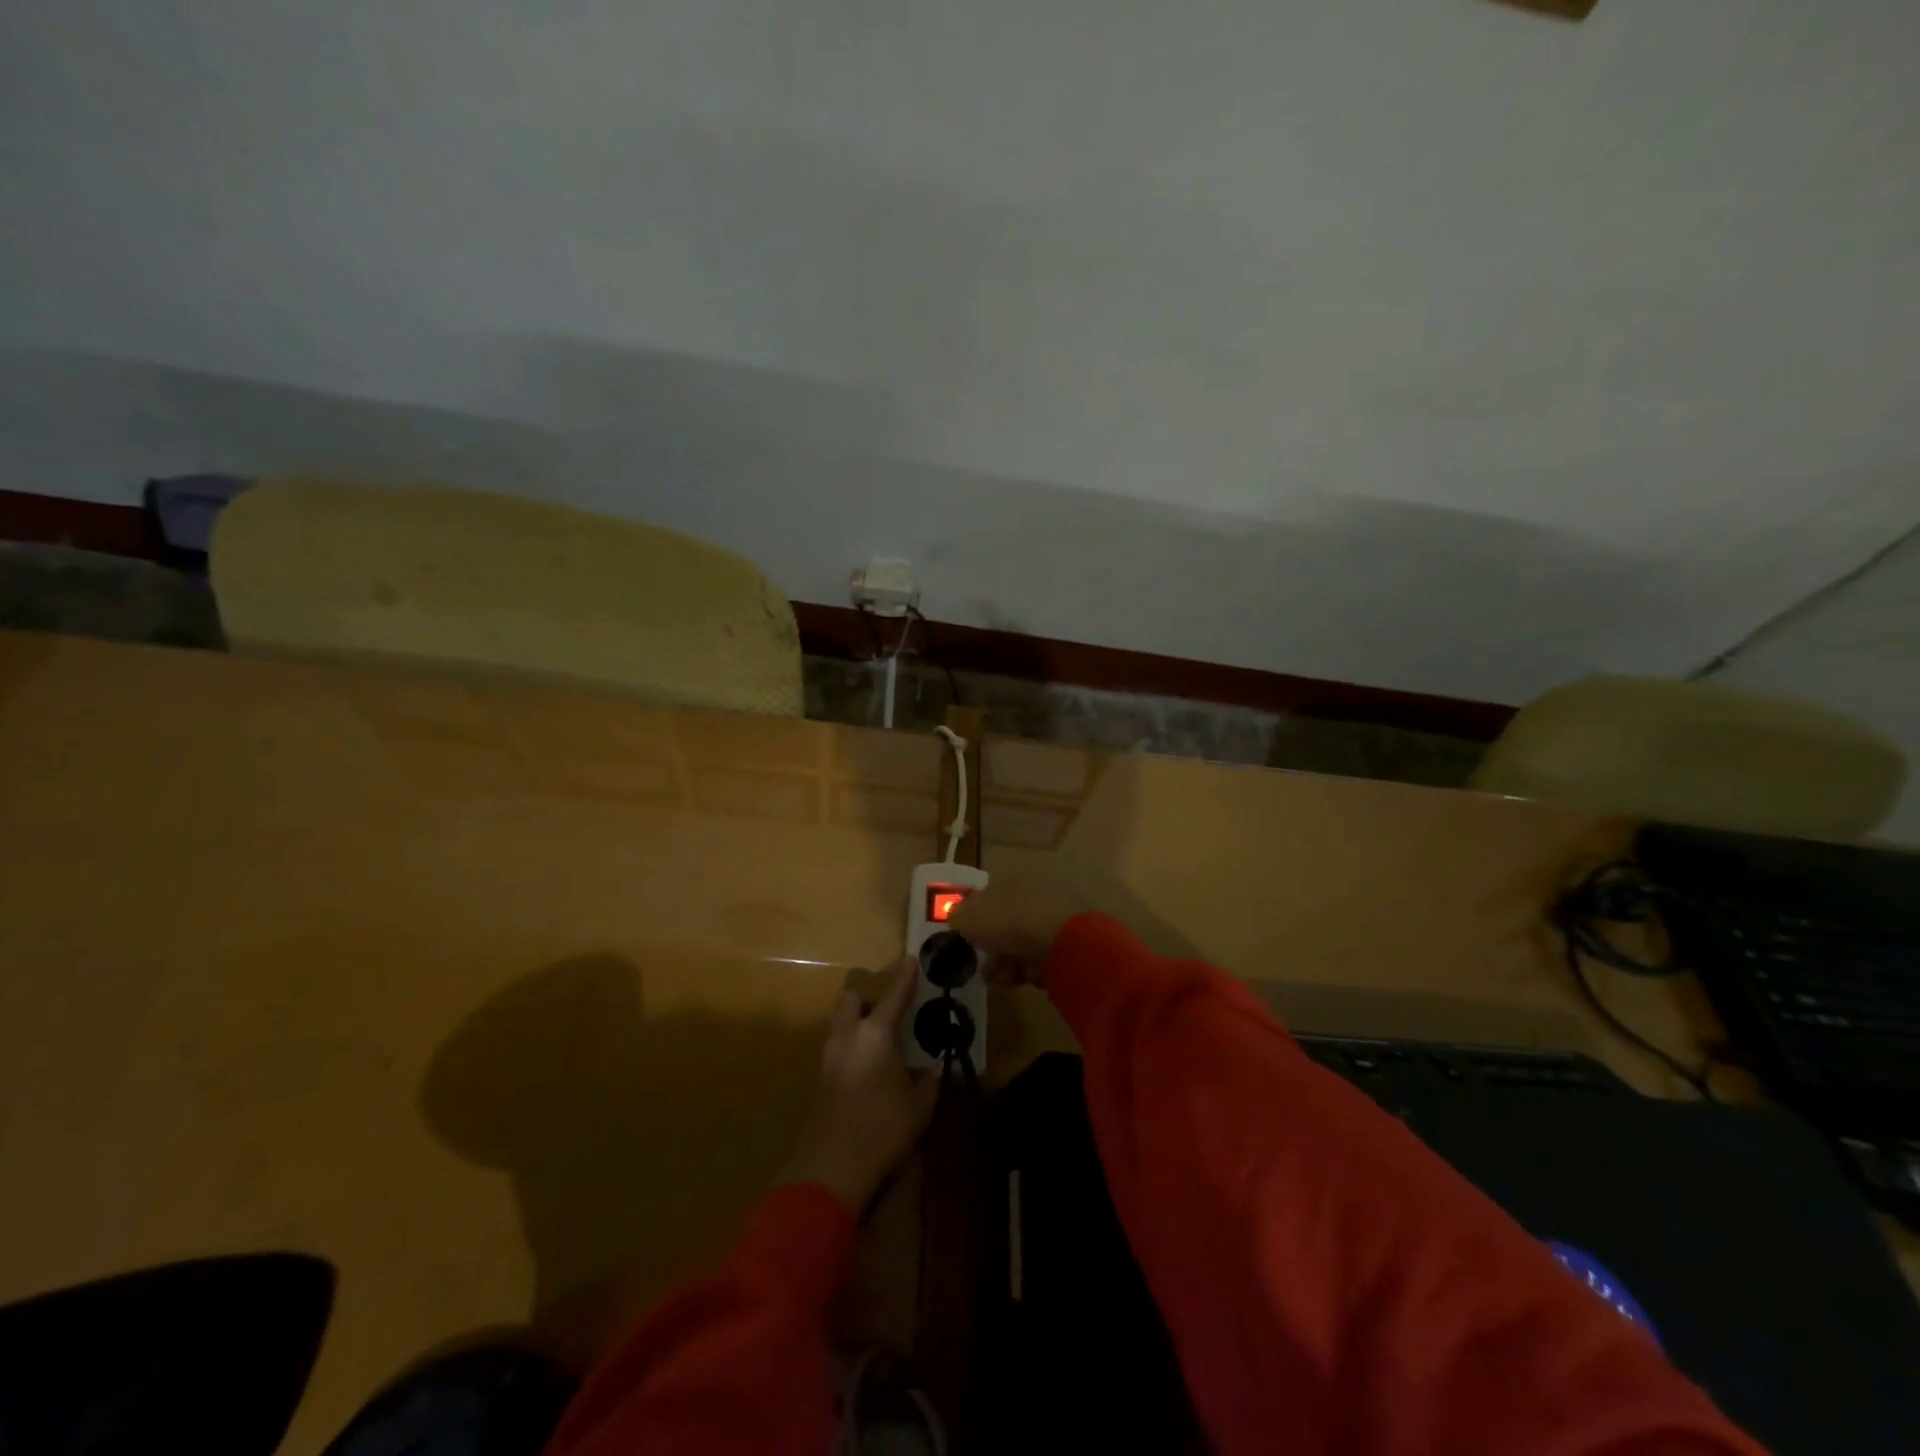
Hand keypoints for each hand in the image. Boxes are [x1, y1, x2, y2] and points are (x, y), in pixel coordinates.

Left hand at [778, 960, 938, 1211]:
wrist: (830, 1168)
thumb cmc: (882, 1129)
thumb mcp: (920, 1106)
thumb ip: (929, 1082)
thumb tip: (935, 1068)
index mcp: (875, 1034)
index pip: (893, 996)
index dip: (904, 977)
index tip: (911, 958)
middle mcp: (848, 1036)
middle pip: (852, 999)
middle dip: (868, 994)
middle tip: (888, 1005)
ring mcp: (828, 1057)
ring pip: (840, 1022)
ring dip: (857, 1019)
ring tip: (880, 1035)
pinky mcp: (819, 1080)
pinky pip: (836, 1046)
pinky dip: (851, 1044)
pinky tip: (867, 1064)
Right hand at [947, 875, 1091, 988]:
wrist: (1059, 939)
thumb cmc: (1007, 921)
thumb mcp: (968, 916)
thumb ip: (957, 915)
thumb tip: (956, 917)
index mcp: (1010, 883)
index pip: (988, 902)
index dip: (976, 925)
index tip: (969, 946)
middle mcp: (1032, 896)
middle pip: (1006, 928)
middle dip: (994, 954)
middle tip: (989, 972)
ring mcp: (1053, 918)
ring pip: (1024, 946)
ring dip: (1011, 965)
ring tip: (1009, 978)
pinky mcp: (1070, 942)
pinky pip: (1044, 958)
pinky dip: (1035, 969)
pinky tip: (1033, 974)